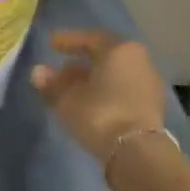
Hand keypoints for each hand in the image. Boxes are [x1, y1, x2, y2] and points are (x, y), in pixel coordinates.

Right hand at [29, 30, 170, 164]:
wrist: (136, 152)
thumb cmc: (99, 114)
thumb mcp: (67, 99)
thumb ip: (51, 84)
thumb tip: (38, 72)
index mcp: (119, 50)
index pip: (90, 38)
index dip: (68, 40)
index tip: (51, 44)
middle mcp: (138, 60)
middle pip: (105, 56)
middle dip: (81, 62)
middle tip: (60, 70)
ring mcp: (148, 83)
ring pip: (115, 74)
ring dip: (93, 79)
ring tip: (72, 90)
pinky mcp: (151, 105)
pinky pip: (123, 89)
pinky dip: (106, 91)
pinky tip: (90, 103)